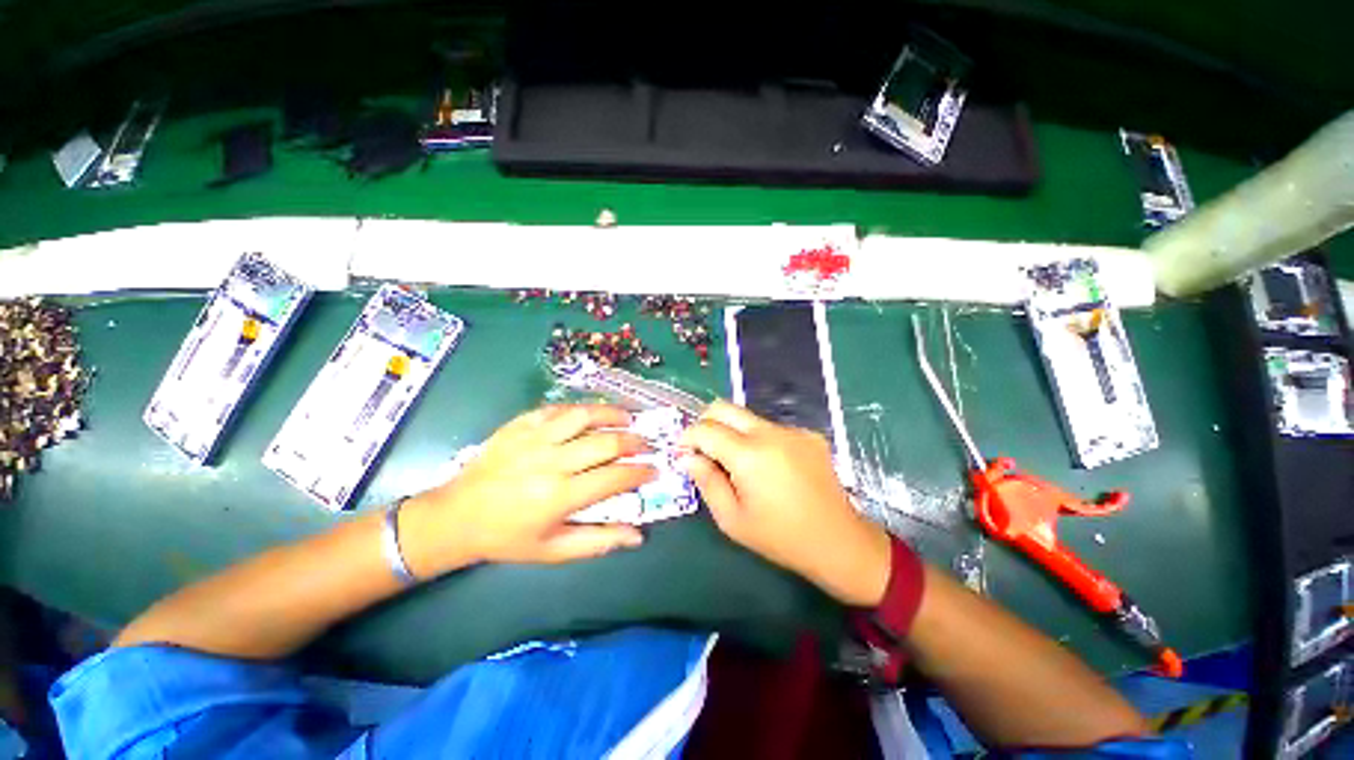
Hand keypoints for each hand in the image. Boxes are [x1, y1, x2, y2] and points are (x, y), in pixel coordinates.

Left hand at [399, 404, 656, 577]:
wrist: (457, 515)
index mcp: (560, 496)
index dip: (641, 472)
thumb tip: (637, 536)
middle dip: (635, 442)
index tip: (655, 469)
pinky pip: (559, 408)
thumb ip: (598, 541)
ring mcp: (535, 438)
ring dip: (613, 414)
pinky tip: (593, 414)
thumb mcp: (553, 550)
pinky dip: (582, 409)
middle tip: (647, 444)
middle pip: (606, 442)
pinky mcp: (521, 424)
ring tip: (629, 419)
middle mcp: (551, 462)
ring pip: (585, 416)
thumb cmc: (508, 537)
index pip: (615, 477)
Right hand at [680, 401, 891, 606]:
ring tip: (737, 463)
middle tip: (702, 448)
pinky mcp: (809, 434)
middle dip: (705, 422)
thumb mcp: (732, 519)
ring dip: (733, 432)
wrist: (838, 542)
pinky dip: (758, 440)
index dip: (687, 437)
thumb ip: (706, 481)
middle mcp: (771, 433)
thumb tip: (687, 457)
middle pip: (725, 407)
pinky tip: (769, 467)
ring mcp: (793, 430)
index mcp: (749, 455)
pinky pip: (771, 428)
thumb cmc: (779, 537)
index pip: (706, 429)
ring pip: (748, 417)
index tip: (682, 452)